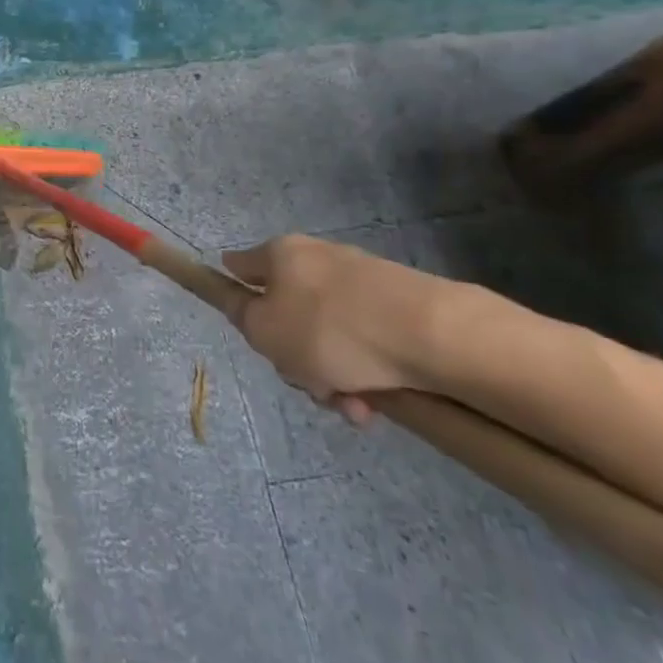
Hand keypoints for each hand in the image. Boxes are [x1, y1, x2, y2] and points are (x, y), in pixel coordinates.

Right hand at [221, 235, 456, 425]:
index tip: (238, 317)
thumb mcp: (265, 331)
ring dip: (331, 376)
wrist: (429, 334)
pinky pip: (365, 343)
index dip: (233, 288)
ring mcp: (360, 281)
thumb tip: (245, 303)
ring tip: (351, 407)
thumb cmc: (329, 329)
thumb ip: (243, 317)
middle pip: (288, 312)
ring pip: (328, 336)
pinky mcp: (397, 305)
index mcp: (281, 255)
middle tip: (306, 384)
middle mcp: (318, 259)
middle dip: (294, 357)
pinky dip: (364, 373)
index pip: (241, 264)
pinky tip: (373, 403)